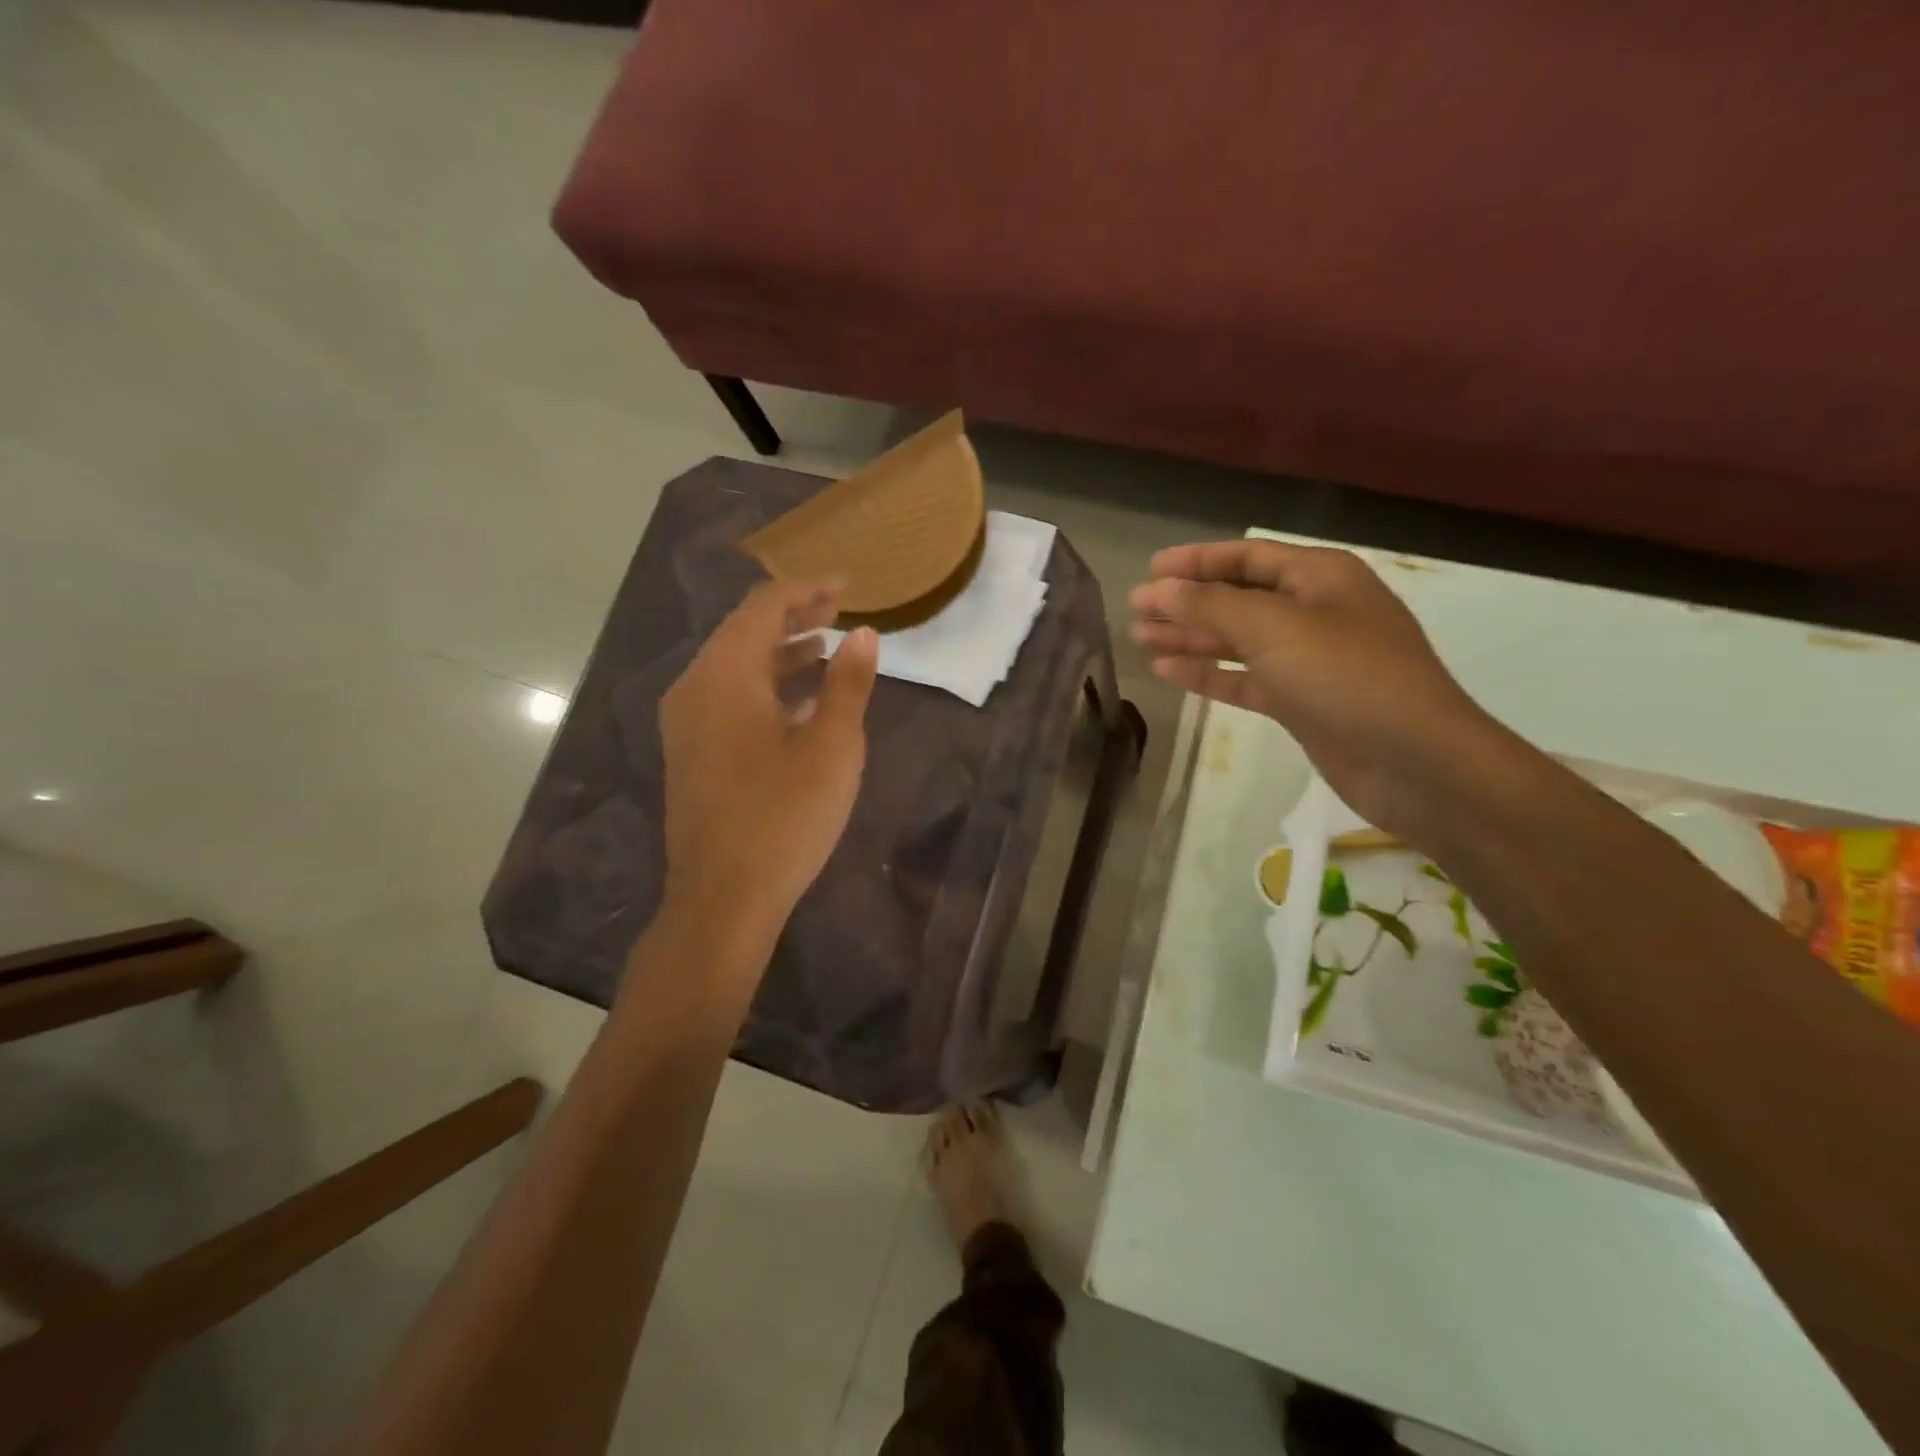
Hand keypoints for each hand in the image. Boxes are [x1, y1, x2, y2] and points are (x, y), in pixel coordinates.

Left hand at [660, 579, 878, 931]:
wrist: (723, 898)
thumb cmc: (784, 817)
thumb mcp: (832, 747)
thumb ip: (849, 685)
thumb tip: (865, 635)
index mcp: (724, 676)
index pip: (762, 608)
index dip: (805, 590)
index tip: (847, 586)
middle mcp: (695, 688)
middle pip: (744, 632)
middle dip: (793, 617)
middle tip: (840, 610)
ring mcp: (688, 723)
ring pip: (736, 667)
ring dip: (781, 652)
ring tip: (827, 647)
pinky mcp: (692, 752)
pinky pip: (729, 698)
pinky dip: (766, 686)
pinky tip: (800, 700)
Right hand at [1129, 541, 1507, 837]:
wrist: (1413, 761)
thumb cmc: (1347, 677)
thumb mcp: (1274, 629)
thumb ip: (1211, 606)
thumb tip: (1159, 589)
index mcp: (1320, 577)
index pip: (1248, 557)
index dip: (1197, 561)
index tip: (1150, 570)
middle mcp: (1315, 612)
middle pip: (1238, 599)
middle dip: (1186, 602)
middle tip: (1135, 610)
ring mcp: (1308, 660)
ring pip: (1237, 641)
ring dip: (1191, 639)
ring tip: (1140, 639)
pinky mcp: (1301, 702)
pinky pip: (1245, 679)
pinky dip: (1209, 675)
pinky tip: (1168, 673)